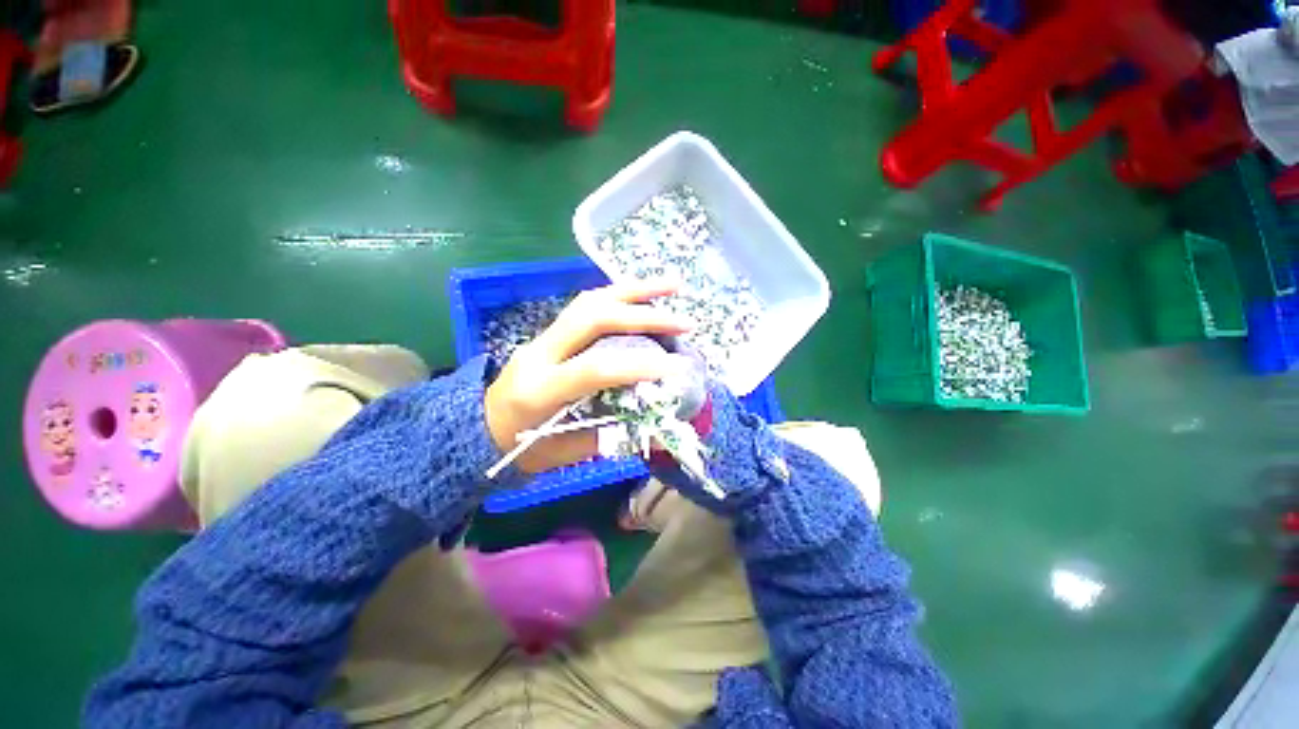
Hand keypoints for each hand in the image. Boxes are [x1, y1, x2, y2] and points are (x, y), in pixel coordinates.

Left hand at [484, 280, 691, 473]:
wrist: (480, 426)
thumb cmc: (520, 447)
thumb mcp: (563, 453)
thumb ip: (610, 438)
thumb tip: (659, 432)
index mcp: (539, 389)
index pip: (594, 368)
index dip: (637, 365)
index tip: (676, 368)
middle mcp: (541, 352)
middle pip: (593, 317)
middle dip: (644, 315)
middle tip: (685, 321)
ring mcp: (545, 335)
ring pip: (590, 300)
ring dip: (634, 290)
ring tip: (672, 286)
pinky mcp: (552, 330)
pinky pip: (588, 304)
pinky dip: (620, 296)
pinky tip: (644, 295)